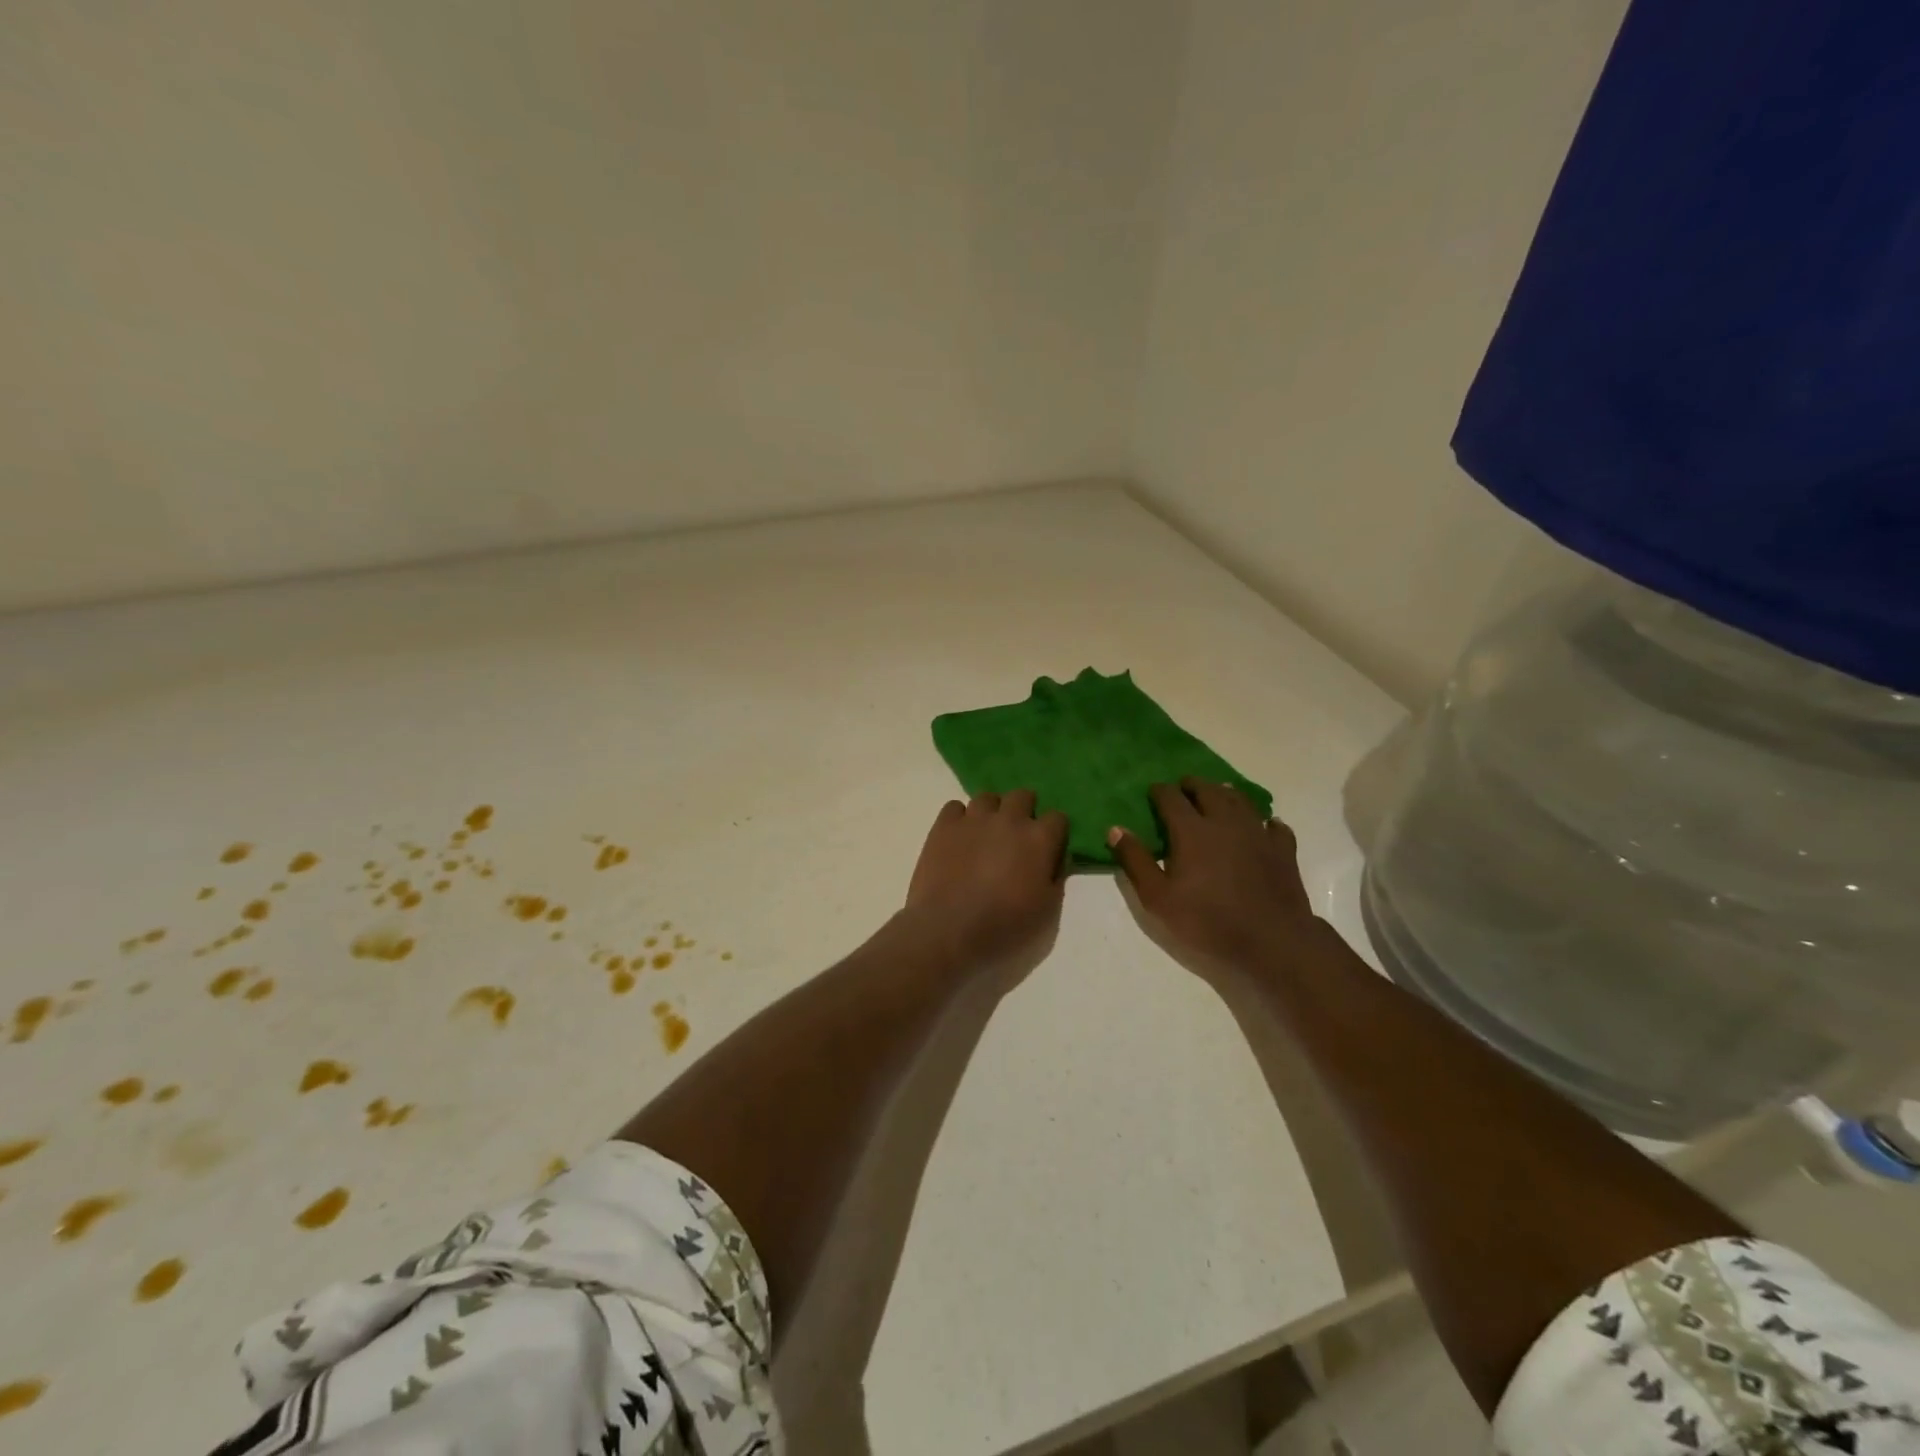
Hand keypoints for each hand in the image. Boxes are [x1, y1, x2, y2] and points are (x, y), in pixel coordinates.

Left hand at [901, 791, 1067, 981]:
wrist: (950, 931)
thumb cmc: (1005, 927)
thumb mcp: (1047, 912)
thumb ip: (1056, 878)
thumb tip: (1056, 859)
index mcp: (1039, 839)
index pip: (1058, 818)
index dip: (1054, 832)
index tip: (1047, 848)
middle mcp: (1009, 819)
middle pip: (1022, 796)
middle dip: (1024, 811)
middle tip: (1016, 837)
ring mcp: (974, 819)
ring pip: (988, 798)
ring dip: (992, 812)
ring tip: (985, 835)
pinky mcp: (944, 825)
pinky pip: (955, 807)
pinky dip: (960, 819)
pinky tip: (958, 838)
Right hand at [1109, 779, 1321, 981]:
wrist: (1270, 942)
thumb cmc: (1206, 921)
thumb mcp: (1157, 898)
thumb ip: (1135, 861)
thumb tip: (1115, 829)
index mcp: (1192, 830)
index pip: (1171, 798)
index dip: (1160, 791)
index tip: (1153, 791)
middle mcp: (1225, 822)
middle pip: (1208, 790)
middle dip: (1193, 785)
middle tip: (1184, 787)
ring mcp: (1258, 833)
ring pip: (1241, 801)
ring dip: (1225, 794)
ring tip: (1218, 794)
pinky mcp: (1283, 850)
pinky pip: (1274, 826)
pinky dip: (1265, 821)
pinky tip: (1264, 825)